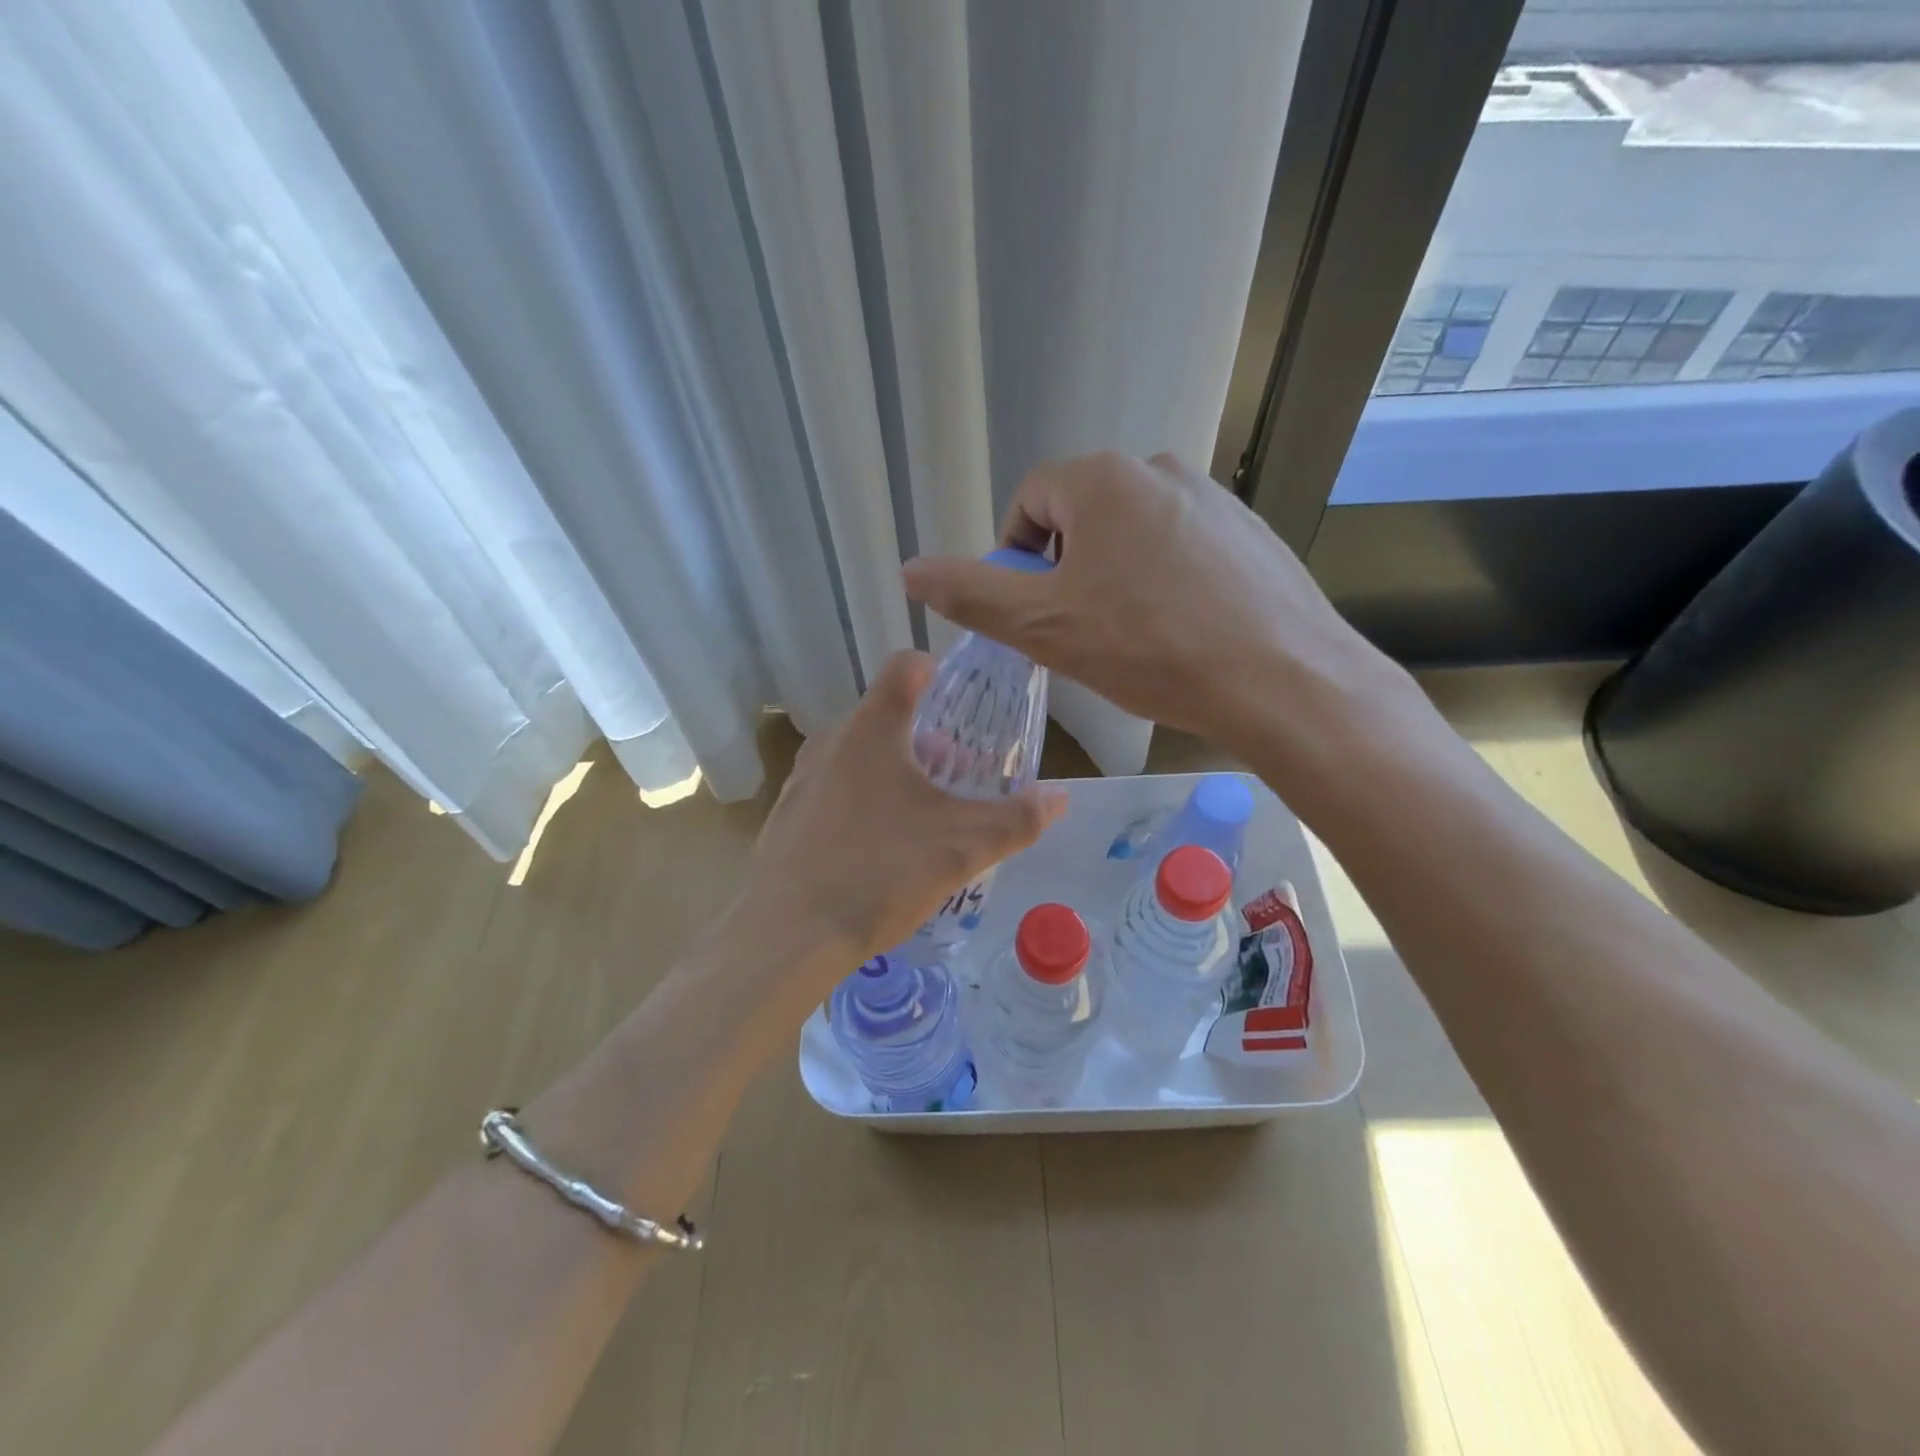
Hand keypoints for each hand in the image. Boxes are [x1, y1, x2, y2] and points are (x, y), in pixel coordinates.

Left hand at [727, 652, 1065, 1003]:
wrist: (787, 936)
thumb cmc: (881, 872)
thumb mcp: (963, 847)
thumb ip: (1017, 819)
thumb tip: (1060, 797)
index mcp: (873, 729)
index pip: (905, 666)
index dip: (937, 671)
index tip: (960, 700)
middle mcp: (831, 741)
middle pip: (886, 716)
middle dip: (926, 738)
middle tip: (956, 777)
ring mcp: (802, 778)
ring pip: (858, 754)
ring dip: (894, 770)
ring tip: (922, 815)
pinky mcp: (786, 814)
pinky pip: (834, 788)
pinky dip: (862, 799)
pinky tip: (878, 848)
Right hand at [901, 451, 1410, 765]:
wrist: (1281, 680)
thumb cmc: (1149, 648)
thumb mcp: (1043, 626)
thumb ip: (970, 593)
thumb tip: (909, 570)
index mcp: (1103, 479)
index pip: (1029, 501)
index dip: (1015, 560)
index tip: (1030, 612)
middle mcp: (1160, 471)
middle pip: (1081, 517)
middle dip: (1065, 572)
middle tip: (1076, 632)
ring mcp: (1213, 500)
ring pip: (1133, 536)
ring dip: (1113, 579)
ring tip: (1129, 639)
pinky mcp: (1250, 535)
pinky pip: (1182, 551)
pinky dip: (1164, 584)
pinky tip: (1179, 633)